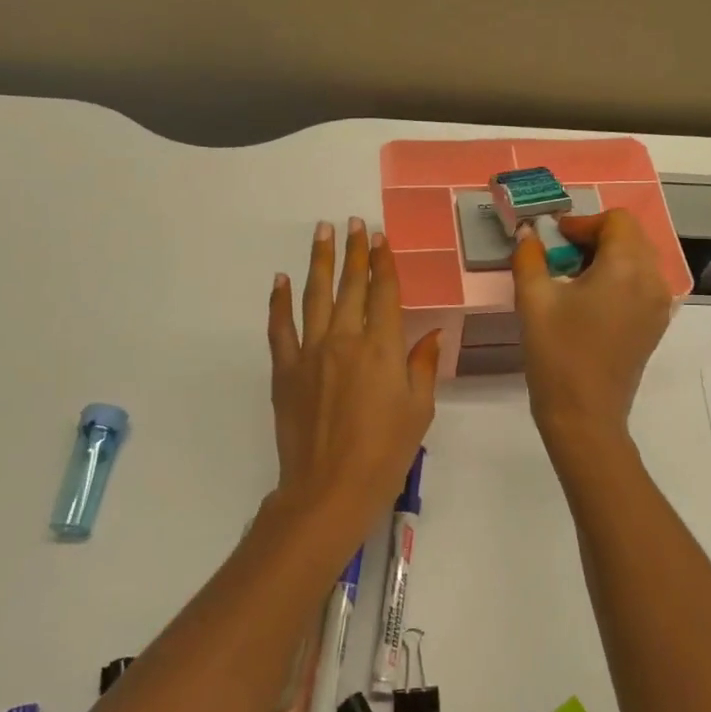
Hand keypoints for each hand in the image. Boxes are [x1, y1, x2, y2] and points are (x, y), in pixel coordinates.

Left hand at [268, 218, 440, 550]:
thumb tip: (430, 334)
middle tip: (353, 223)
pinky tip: (281, 280)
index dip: (384, 263)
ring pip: (315, 296)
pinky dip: (280, 301)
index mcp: (383, 348)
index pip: (384, 293)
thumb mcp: (419, 410)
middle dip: (354, 251)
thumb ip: (422, 366)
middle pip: (350, 285)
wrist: (330, 488)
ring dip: (320, 261)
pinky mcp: (285, 370)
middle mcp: (346, 339)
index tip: (381, 238)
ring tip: (322, 232)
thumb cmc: (386, 452)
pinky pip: (280, 327)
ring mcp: (311, 352)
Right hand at [511, 210, 673, 452]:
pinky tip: (590, 301)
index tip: (555, 239)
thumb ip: (529, 258)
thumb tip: (528, 235)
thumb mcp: (533, 301)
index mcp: (627, 267)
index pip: (616, 220)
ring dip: (608, 257)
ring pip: (638, 260)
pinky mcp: (655, 325)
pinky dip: (619, 279)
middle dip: (595, 237)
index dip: (583, 222)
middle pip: (631, 237)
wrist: (585, 416)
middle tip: (561, 255)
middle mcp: (652, 280)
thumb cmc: (557, 355)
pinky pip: (642, 284)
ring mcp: (659, 305)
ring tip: (573, 278)